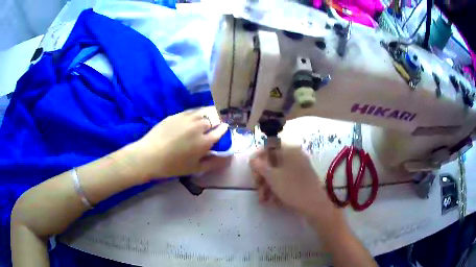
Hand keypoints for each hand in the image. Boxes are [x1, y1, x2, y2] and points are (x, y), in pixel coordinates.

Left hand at [133, 107, 229, 179]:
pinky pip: (192, 111)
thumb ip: (213, 162)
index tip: (224, 130)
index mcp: (205, 141)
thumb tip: (228, 157)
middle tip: (215, 125)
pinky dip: (197, 113)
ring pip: (204, 111)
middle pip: (214, 118)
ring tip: (207, 118)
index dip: (224, 129)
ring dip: (209, 114)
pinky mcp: (177, 114)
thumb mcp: (195, 168)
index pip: (221, 130)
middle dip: (217, 121)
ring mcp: (187, 118)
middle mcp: (198, 126)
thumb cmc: (173, 166)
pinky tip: (194, 118)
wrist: (149, 155)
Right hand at [249, 145, 336, 219]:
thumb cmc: (292, 188)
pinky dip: (278, 188)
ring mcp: (300, 167)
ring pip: (279, 173)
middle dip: (262, 177)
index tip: (253, 173)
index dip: (258, 160)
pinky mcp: (303, 178)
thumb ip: (260, 166)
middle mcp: (295, 156)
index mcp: (289, 151)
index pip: (268, 148)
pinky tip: (274, 201)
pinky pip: (286, 179)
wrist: (314, 205)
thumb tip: (253, 159)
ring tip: (264, 200)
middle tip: (258, 190)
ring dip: (268, 185)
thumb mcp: (272, 177)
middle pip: (273, 162)